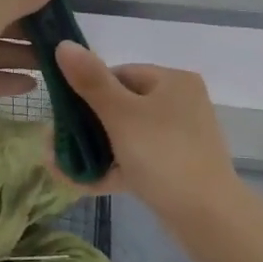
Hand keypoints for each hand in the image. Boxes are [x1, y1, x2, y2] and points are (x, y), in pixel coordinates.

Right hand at [53, 41, 243, 223]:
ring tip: (58, 164)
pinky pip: (136, 160)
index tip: (62, 112)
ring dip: (93, 149)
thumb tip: (63, 44)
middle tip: (55, 143)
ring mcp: (178, 138)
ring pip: (126, 136)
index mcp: (172, 81)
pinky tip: (78, 181)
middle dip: (85, 126)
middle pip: (121, 106)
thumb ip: (91, 81)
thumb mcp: (122, 115)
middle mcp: (179, 103)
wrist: (208, 217)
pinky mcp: (174, 168)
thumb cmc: (163, 155)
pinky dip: (111, 168)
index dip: (88, 90)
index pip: (120, 74)